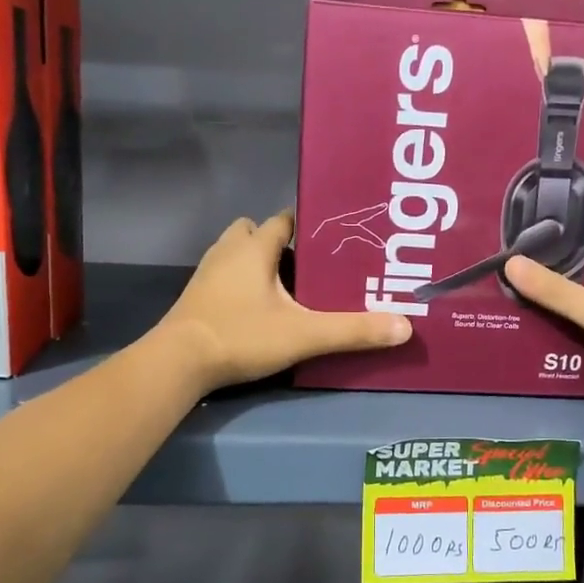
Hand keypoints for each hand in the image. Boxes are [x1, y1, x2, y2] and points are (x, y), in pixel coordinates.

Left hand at [160, 211, 410, 390]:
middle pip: (254, 231)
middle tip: (306, 267)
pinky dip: (240, 284)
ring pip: (235, 253)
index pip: (282, 220)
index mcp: (255, 249)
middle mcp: (228, 252)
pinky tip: (256, 309)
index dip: (305, 225)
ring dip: (256, 263)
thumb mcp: (304, 335)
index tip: (329, 240)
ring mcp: (207, 274)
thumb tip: (404, 326)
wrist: (178, 362)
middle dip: (277, 243)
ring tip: (285, 289)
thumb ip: (353, 330)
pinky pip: (223, 277)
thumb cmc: (241, 335)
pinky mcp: (195, 297)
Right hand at [503, 248, 583, 427]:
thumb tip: (509, 264)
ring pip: (572, 312)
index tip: (522, 234)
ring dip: (544, 311)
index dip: (560, 239)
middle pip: (577, 280)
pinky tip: (519, 332)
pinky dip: (551, 338)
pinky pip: (573, 340)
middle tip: (502, 268)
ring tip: (500, 297)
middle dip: (544, 278)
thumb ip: (557, 292)